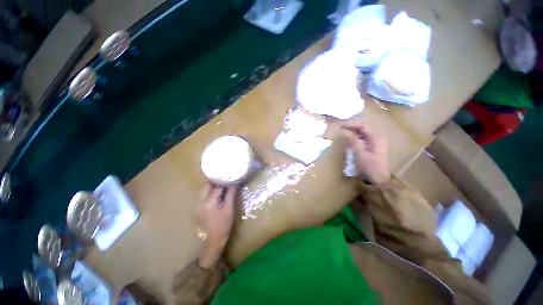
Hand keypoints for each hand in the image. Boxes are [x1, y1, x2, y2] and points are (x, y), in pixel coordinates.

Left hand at [195, 184, 237, 267]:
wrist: (212, 242)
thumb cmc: (223, 225)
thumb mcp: (229, 209)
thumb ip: (231, 194)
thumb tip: (235, 183)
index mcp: (208, 202)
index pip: (216, 186)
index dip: (224, 181)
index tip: (230, 179)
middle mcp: (199, 202)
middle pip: (206, 186)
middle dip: (216, 183)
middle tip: (225, 182)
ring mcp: (195, 206)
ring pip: (203, 191)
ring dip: (212, 188)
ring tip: (222, 189)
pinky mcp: (195, 210)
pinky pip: (202, 197)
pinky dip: (209, 194)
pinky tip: (216, 198)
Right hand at [342, 123, 390, 184]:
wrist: (379, 180)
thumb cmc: (369, 166)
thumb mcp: (360, 153)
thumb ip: (353, 141)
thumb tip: (345, 131)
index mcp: (376, 138)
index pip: (363, 126)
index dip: (351, 125)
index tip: (341, 126)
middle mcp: (377, 138)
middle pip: (363, 129)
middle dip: (352, 129)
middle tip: (341, 129)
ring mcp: (376, 143)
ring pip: (362, 135)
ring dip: (353, 134)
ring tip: (344, 135)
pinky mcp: (373, 148)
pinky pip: (363, 140)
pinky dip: (355, 140)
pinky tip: (350, 142)